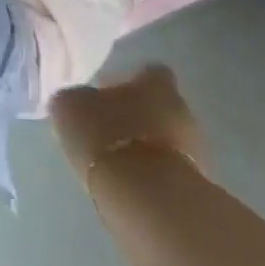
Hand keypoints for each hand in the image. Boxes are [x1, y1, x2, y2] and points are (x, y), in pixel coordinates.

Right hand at [49, 64, 206, 188]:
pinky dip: (149, 166)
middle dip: (137, 111)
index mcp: (155, 85)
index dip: (131, 79)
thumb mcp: (70, 106)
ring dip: (143, 140)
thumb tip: (79, 98)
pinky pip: (167, 163)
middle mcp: (181, 109)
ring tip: (113, 151)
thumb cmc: (104, 135)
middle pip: (160, 104)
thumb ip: (77, 97)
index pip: (151, 72)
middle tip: (107, 121)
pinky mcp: (194, 180)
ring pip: (165, 134)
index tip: (109, 88)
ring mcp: (193, 147)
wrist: (144, 194)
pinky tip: (126, 174)